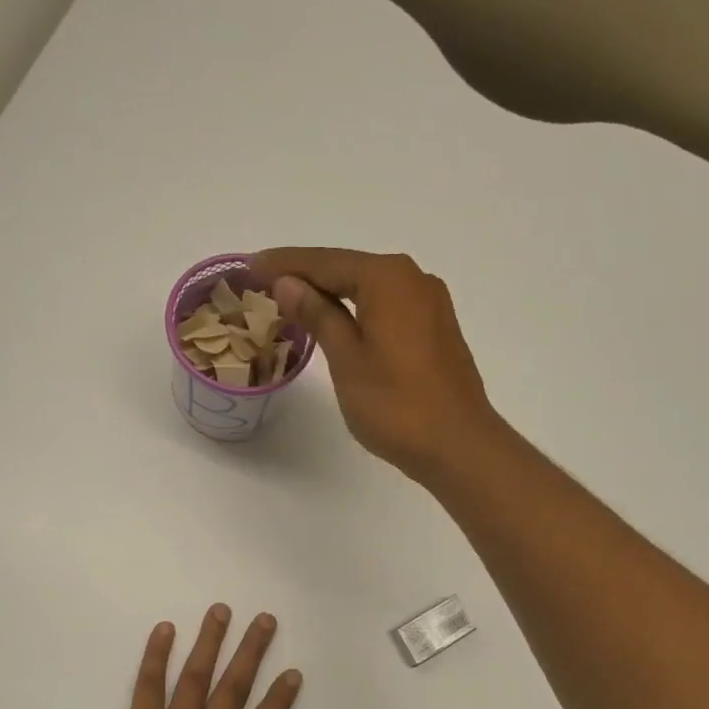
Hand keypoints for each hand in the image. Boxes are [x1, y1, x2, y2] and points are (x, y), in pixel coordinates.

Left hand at [82, 605, 301, 708]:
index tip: (293, 671)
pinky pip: (149, 687)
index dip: (279, 702)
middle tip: (265, 619)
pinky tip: (164, 628)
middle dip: (251, 655)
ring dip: (210, 645)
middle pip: (234, 693)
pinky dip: (155, 657)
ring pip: (197, 681)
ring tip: (221, 610)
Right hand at [252, 248, 502, 482]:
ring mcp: (431, 306)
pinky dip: (358, 311)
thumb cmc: (396, 405)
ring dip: (333, 294)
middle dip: (308, 275)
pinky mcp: (437, 331)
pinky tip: (339, 323)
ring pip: (371, 289)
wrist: (458, 446)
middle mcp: (414, 280)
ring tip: (294, 302)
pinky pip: (388, 308)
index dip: (285, 264)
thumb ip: (318, 316)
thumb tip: (289, 282)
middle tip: (265, 282)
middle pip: (350, 270)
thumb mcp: (347, 359)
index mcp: (388, 278)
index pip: (326, 262)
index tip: (250, 266)